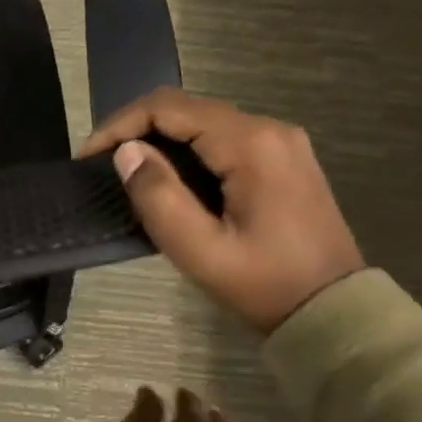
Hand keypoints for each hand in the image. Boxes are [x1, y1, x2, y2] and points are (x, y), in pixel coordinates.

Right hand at [80, 90, 365, 333]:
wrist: (334, 313)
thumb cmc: (266, 285)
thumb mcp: (202, 251)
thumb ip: (159, 197)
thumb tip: (127, 152)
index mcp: (251, 143)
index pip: (169, 108)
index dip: (120, 125)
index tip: (87, 157)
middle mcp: (269, 129)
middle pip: (187, 109)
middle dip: (138, 130)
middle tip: (102, 166)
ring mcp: (281, 142)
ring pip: (205, 124)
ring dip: (162, 141)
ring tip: (128, 173)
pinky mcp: (284, 160)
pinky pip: (224, 140)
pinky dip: (189, 152)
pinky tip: (170, 179)